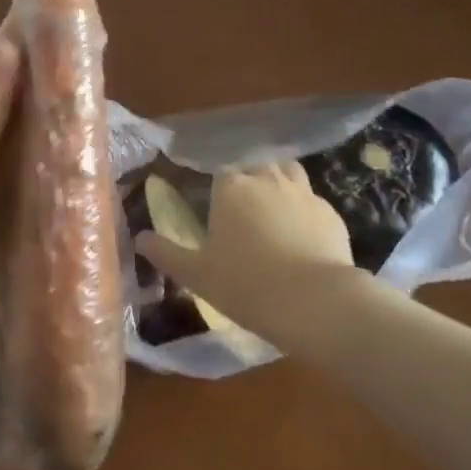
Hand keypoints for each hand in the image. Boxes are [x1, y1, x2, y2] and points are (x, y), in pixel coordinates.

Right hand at [135, 160, 354, 342]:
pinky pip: (312, 202)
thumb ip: (166, 253)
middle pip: (254, 167)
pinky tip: (303, 237)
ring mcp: (303, 192)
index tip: (217, 213)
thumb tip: (139, 238)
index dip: (218, 190)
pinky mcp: (331, 212)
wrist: (315, 302)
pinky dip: (305, 212)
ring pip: (287, 173)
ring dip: (279, 185)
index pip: (220, 173)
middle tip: (243, 215)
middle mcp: (266, 178)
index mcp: (231, 187)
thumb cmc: (246, 284)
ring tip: (274, 213)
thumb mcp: (197, 275)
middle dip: (249, 182)